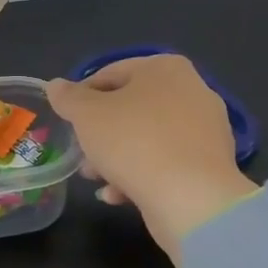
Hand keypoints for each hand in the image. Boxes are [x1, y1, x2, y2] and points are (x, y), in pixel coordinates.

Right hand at [45, 55, 255, 262]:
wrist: (192, 199)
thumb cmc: (134, 142)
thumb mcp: (87, 115)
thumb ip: (68, 98)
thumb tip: (57, 85)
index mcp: (165, 68)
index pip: (112, 73)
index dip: (83, 96)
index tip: (68, 120)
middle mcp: (192, 91)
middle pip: (131, 107)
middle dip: (101, 132)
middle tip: (80, 152)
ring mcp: (206, 130)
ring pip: (148, 137)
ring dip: (117, 156)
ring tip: (94, 178)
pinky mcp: (211, 165)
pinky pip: (167, 162)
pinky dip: (142, 174)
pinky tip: (118, 195)